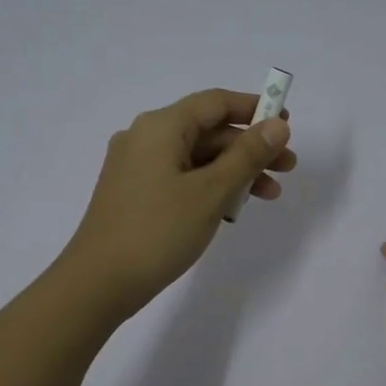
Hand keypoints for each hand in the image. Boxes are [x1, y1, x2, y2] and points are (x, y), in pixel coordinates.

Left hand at [57, 88, 294, 321]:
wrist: (98, 283)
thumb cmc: (158, 231)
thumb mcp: (211, 192)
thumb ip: (248, 156)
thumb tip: (278, 124)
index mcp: (160, 126)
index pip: (215, 103)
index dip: (254, 109)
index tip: (287, 124)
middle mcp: (145, 138)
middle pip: (208, 131)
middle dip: (250, 148)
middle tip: (287, 169)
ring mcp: (136, 167)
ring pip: (196, 158)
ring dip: (234, 172)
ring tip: (268, 195)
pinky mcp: (135, 194)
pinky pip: (181, 178)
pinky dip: (209, 187)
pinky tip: (231, 209)